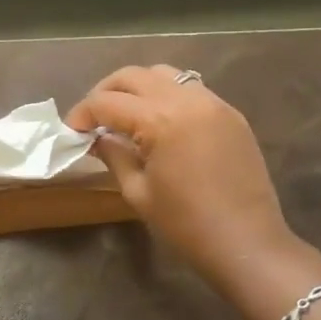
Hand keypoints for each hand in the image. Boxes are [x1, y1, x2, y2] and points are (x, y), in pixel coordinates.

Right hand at [67, 66, 297, 286]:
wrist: (248, 245)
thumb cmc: (186, 224)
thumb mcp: (138, 192)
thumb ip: (113, 155)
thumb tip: (97, 137)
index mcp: (159, 120)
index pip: (107, 102)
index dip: (82, 113)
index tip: (72, 131)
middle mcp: (186, 100)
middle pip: (133, 76)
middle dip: (106, 92)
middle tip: (94, 117)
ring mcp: (213, 103)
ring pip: (164, 74)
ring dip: (138, 87)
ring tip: (127, 114)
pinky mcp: (231, 114)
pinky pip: (191, 89)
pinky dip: (168, 95)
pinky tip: (161, 122)